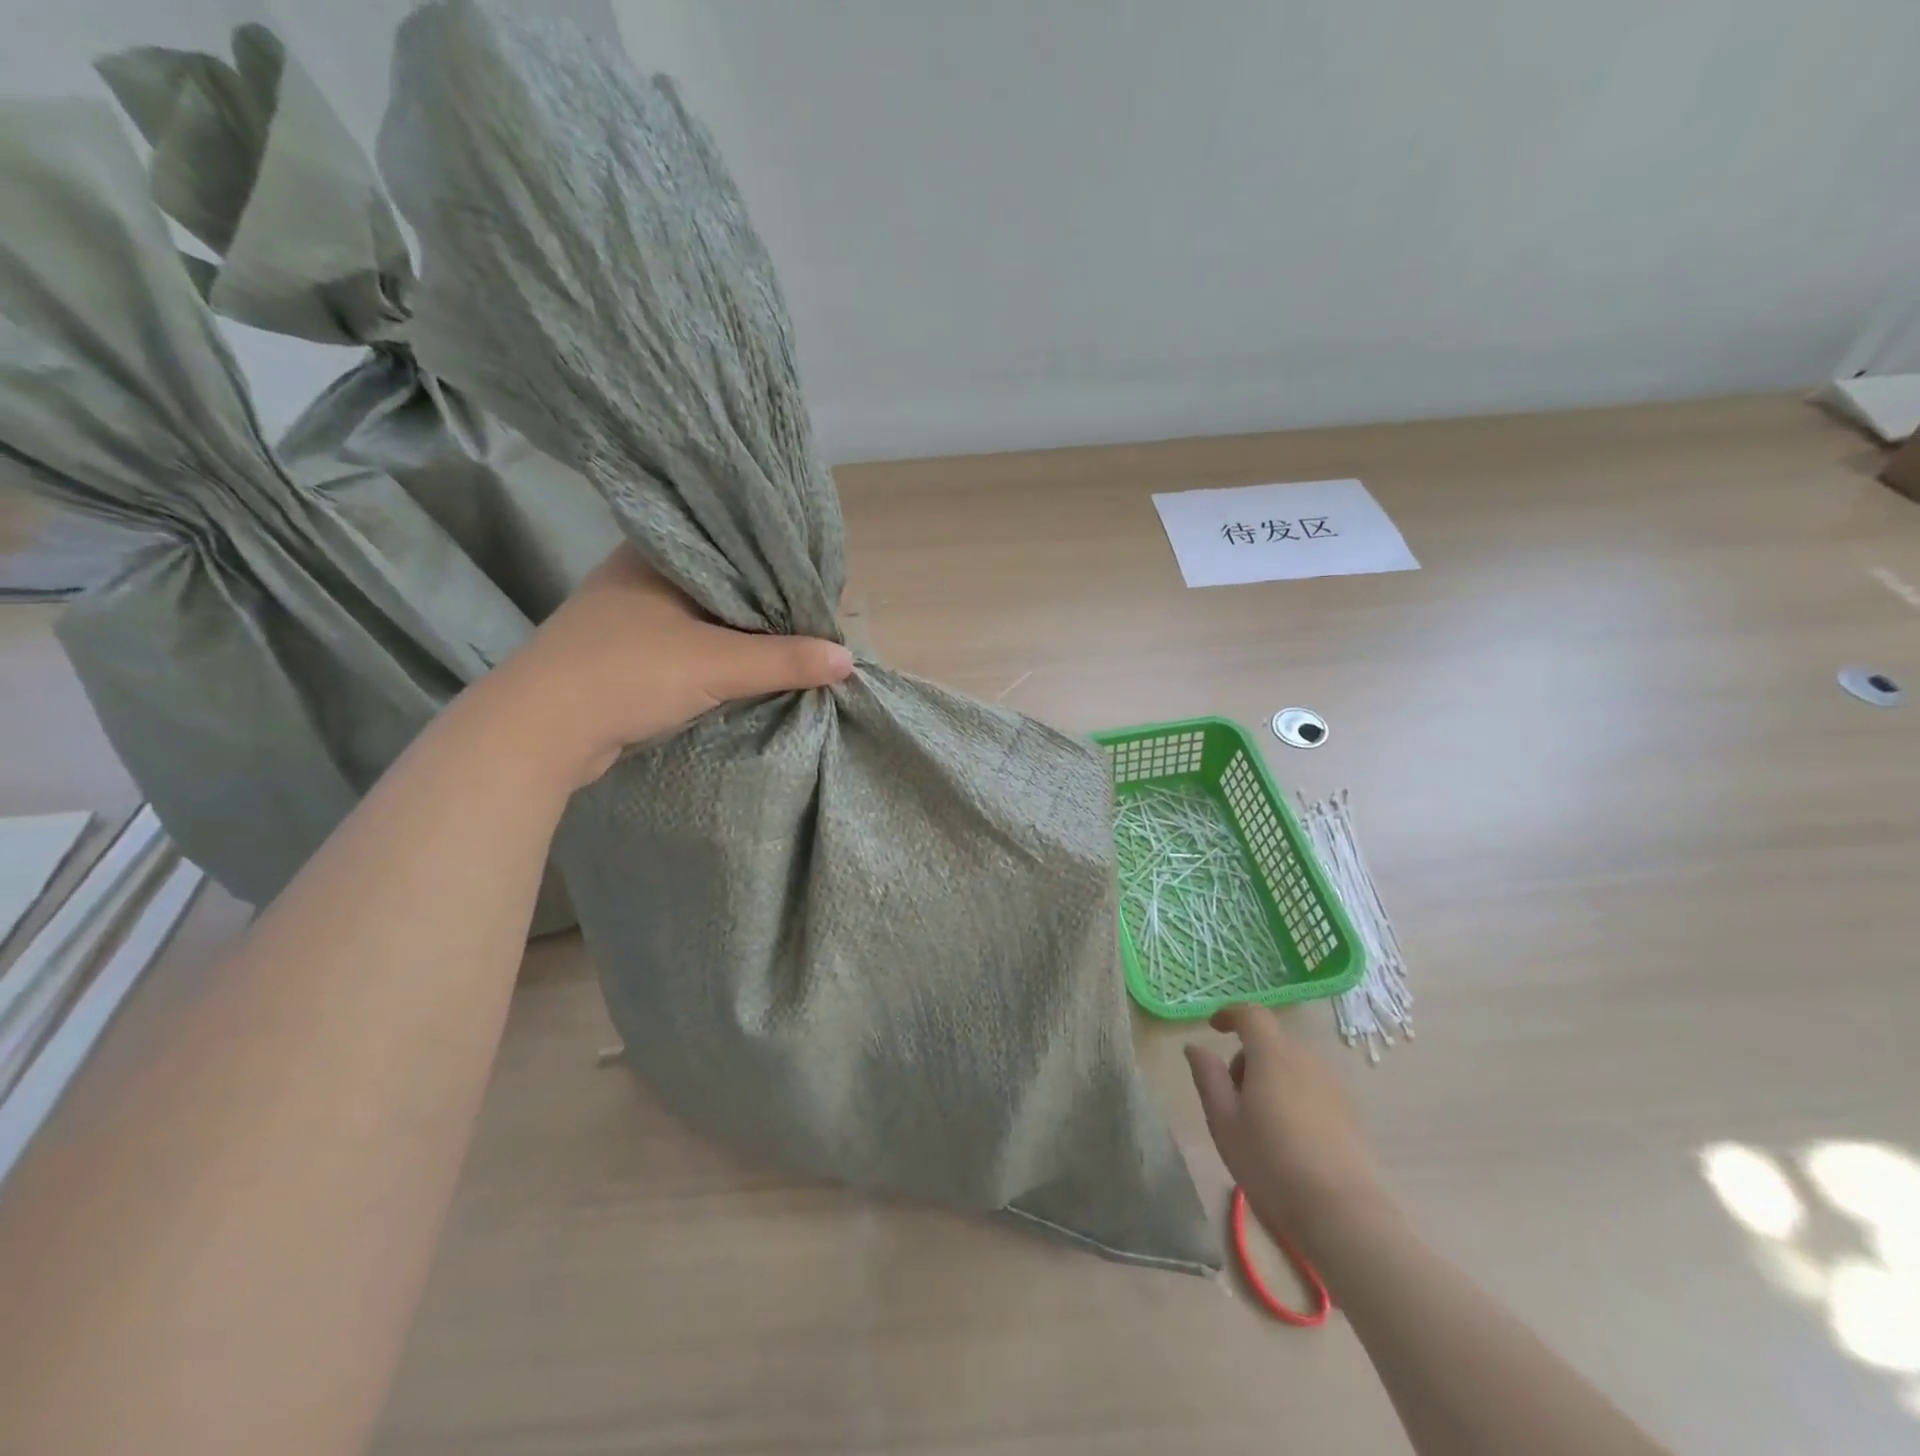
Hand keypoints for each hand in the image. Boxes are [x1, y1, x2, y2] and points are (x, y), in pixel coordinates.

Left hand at [478, 544, 853, 787]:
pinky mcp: (627, 651)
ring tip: (795, 642)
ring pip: (707, 616)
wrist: (539, 732)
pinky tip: (751, 665)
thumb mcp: (716, 663)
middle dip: (767, 605)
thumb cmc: (627, 674)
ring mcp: (631, 614)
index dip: (780, 566)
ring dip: (744, 633)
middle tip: (815, 620)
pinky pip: (690, 642)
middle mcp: (642, 573)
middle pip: (725, 584)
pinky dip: (720, 654)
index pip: (735, 546)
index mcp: (658, 552)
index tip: (818, 590)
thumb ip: (785, 659)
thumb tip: (848, 659)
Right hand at [1185, 1005, 1388, 1249]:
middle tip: (1231, 1096)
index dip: (1230, 1014)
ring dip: (1271, 1076)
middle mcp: (1306, 1059)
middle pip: (1271, 1041)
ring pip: (1293, 1064)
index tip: (1214, 1029)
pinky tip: (1290, 1136)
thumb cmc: (1271, 1163)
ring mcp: (1334, 1084)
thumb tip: (1195, 1046)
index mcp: (1272, 1054)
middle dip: (1248, 1057)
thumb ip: (1207, 1076)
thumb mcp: (1223, 1121)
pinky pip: (1313, 1086)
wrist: (1343, 1214)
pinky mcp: (1351, 1111)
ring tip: (1260, 1121)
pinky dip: (1295, 1094)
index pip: (1251, 1014)